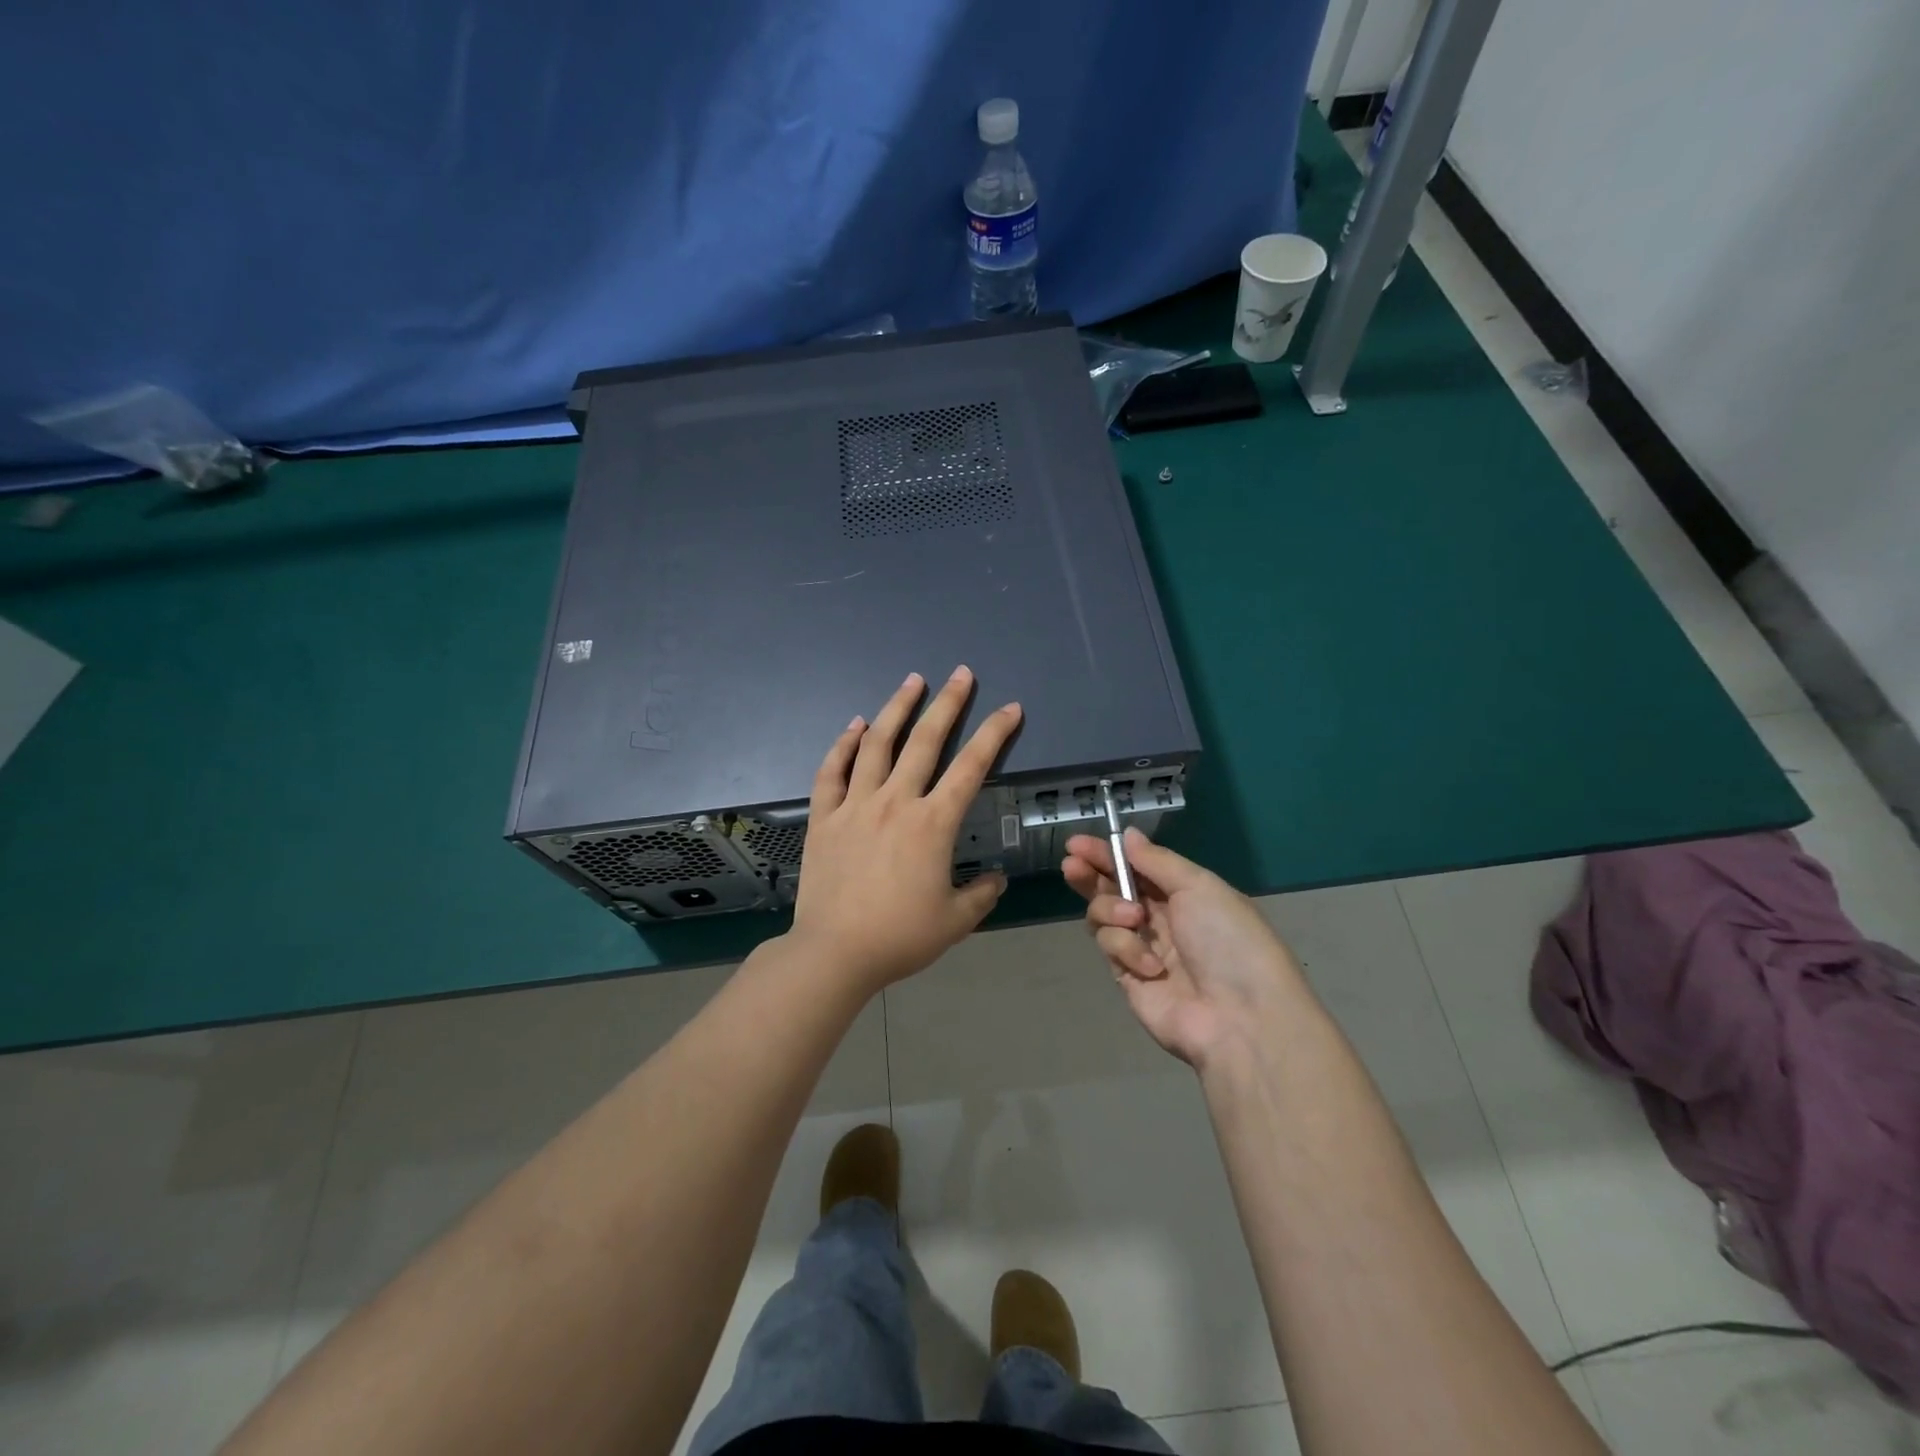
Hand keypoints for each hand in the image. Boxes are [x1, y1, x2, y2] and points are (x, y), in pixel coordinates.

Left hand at [789, 667, 1021, 996]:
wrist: (834, 953)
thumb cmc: (900, 937)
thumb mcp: (955, 921)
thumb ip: (982, 894)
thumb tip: (996, 878)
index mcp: (933, 824)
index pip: (971, 767)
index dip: (994, 734)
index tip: (1009, 708)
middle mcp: (895, 802)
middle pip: (926, 740)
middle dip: (948, 702)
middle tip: (961, 673)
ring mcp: (855, 805)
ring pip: (877, 744)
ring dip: (897, 708)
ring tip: (912, 681)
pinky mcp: (824, 817)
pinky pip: (832, 771)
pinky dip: (844, 744)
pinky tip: (855, 725)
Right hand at [1062, 828, 1304, 1069]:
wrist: (1240, 1017)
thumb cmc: (1228, 940)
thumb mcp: (1199, 887)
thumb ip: (1156, 861)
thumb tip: (1128, 835)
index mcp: (1184, 893)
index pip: (1136, 866)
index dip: (1107, 853)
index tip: (1076, 844)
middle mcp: (1161, 918)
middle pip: (1113, 889)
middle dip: (1091, 876)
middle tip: (1072, 866)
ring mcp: (1143, 948)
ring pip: (1104, 916)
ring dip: (1112, 909)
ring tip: (1133, 918)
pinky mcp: (1128, 977)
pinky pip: (1110, 948)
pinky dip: (1127, 949)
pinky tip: (1151, 966)